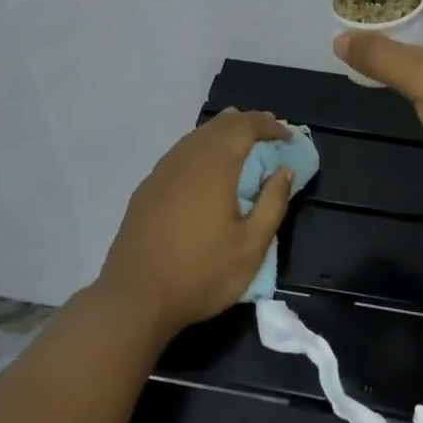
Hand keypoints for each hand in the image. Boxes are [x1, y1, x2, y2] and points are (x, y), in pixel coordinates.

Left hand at [96, 110, 294, 340]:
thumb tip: (284, 170)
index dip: (269, 125)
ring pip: (197, 136)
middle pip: (219, 124)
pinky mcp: (147, 188)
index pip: (245, 126)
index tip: (288, 136)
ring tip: (243, 146)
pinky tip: (208, 170)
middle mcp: (186, 157)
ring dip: (224, 134)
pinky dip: (203, 150)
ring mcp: (162, 171)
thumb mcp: (251, 246)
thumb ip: (273, 202)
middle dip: (247, 124)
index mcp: (214, 165)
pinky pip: (181, 153)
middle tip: (270, 135)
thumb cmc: (200, 273)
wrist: (134, 299)